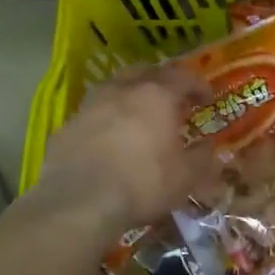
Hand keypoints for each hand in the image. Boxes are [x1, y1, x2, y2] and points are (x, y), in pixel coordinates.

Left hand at [33, 68, 217, 229]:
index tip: (207, 98)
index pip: (183, 77)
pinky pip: (94, 112)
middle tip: (172, 99)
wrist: (79, 203)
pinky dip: (107, 118)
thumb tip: (207, 148)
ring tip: (139, 115)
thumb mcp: (185, 178)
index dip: (198, 85)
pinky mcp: (68, 125)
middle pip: (146, 71)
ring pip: (115, 87)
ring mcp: (91, 105)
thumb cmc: (142, 184)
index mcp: (156, 96)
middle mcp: (122, 90)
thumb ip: (201, 158)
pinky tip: (110, 138)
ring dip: (131, 95)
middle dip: (162, 81)